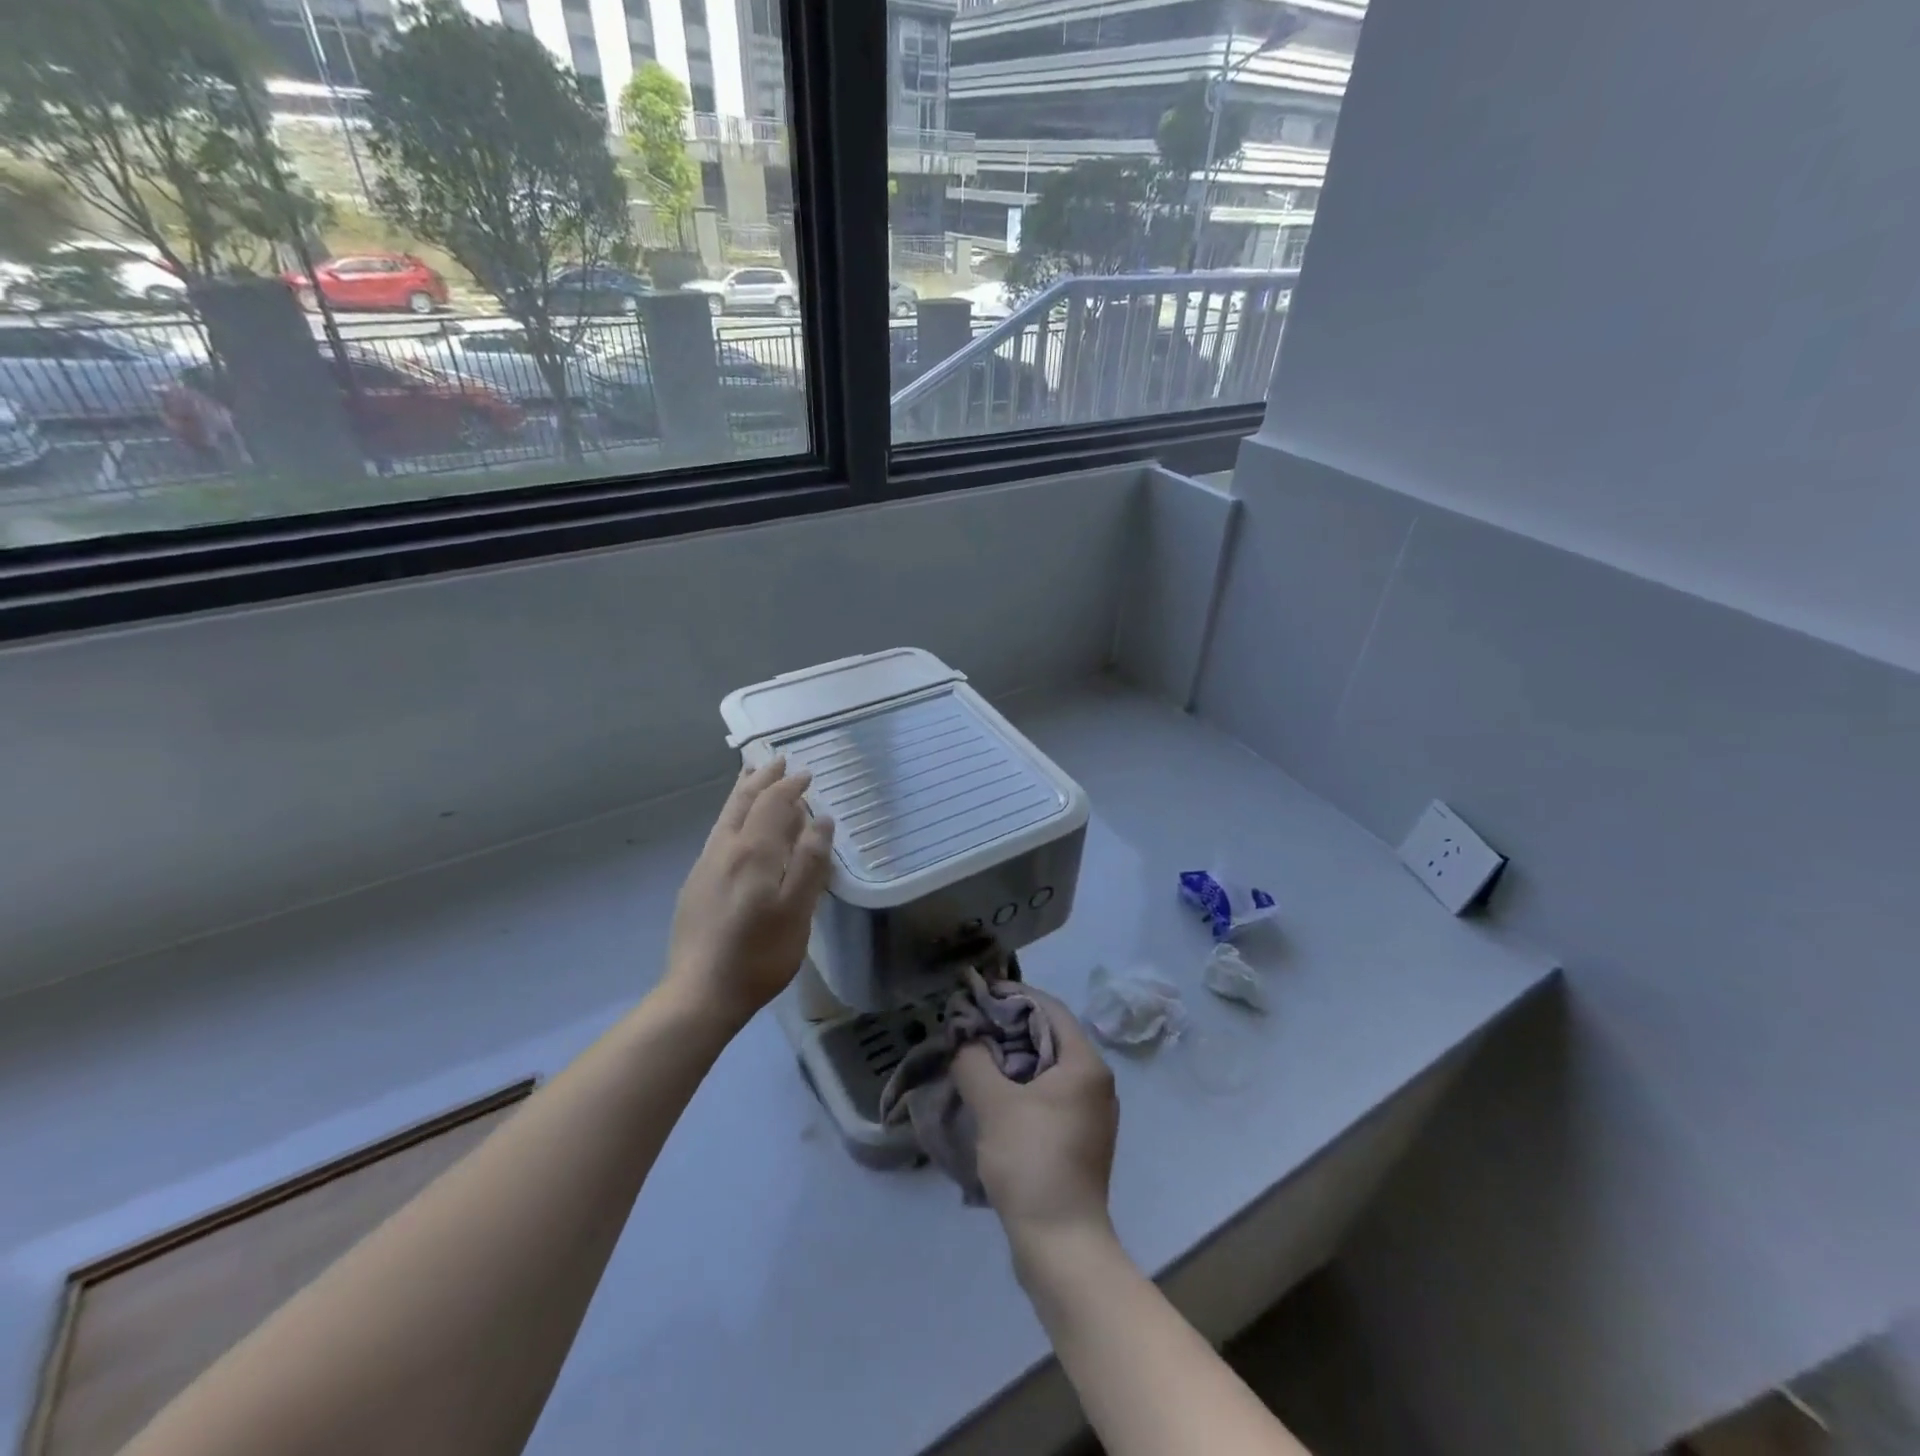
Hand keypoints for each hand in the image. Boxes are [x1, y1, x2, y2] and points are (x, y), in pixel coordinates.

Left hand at [665, 758, 834, 1028]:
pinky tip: (736, 826)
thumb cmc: (759, 955)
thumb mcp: (798, 911)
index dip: (790, 786)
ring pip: (726, 815)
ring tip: (752, 778)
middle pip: (743, 801)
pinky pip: (718, 833)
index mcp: (754, 852)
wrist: (700, 993)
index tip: (806, 773)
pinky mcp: (695, 884)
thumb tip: (821, 820)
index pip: (773, 804)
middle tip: (777, 760)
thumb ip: (811, 862)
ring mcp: (705, 866)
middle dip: (762, 778)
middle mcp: (725, 849)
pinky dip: (733, 815)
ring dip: (743, 792)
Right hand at [954, 988, 1118, 1250]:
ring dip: (1011, 1059)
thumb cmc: (1032, 1162)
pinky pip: (1047, 1096)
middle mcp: (1095, 1083)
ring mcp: (1089, 1114)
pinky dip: (1020, 1086)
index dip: (1013, 996)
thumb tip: (964, 1039)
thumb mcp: (994, 1104)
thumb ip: (974, 1061)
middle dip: (1008, 1028)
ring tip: (974, 1058)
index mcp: (1085, 1064)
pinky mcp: (1078, 1140)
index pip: (1049, 1008)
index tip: (978, 994)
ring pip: (1046, 1068)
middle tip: (969, 1027)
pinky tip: (992, 1096)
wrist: (1061, 1246)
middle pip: (1048, 1036)